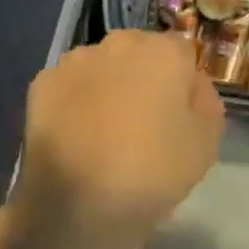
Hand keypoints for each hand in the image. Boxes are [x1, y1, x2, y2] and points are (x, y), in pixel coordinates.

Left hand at [12, 31, 224, 248]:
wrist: (76, 205)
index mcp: (163, 51)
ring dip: (106, 86)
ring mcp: (76, 60)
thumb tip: (192, 84)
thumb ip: (206, 101)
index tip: (176, 116)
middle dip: (142, 77)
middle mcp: (119, 42)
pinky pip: (69, 86)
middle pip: (139, 53)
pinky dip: (73, 103)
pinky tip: (74, 137)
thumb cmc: (151, 172)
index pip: (181, 53)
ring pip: (101, 66)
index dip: (181, 83)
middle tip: (141, 123)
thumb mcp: (206, 144)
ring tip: (103, 133)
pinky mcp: (43, 83)